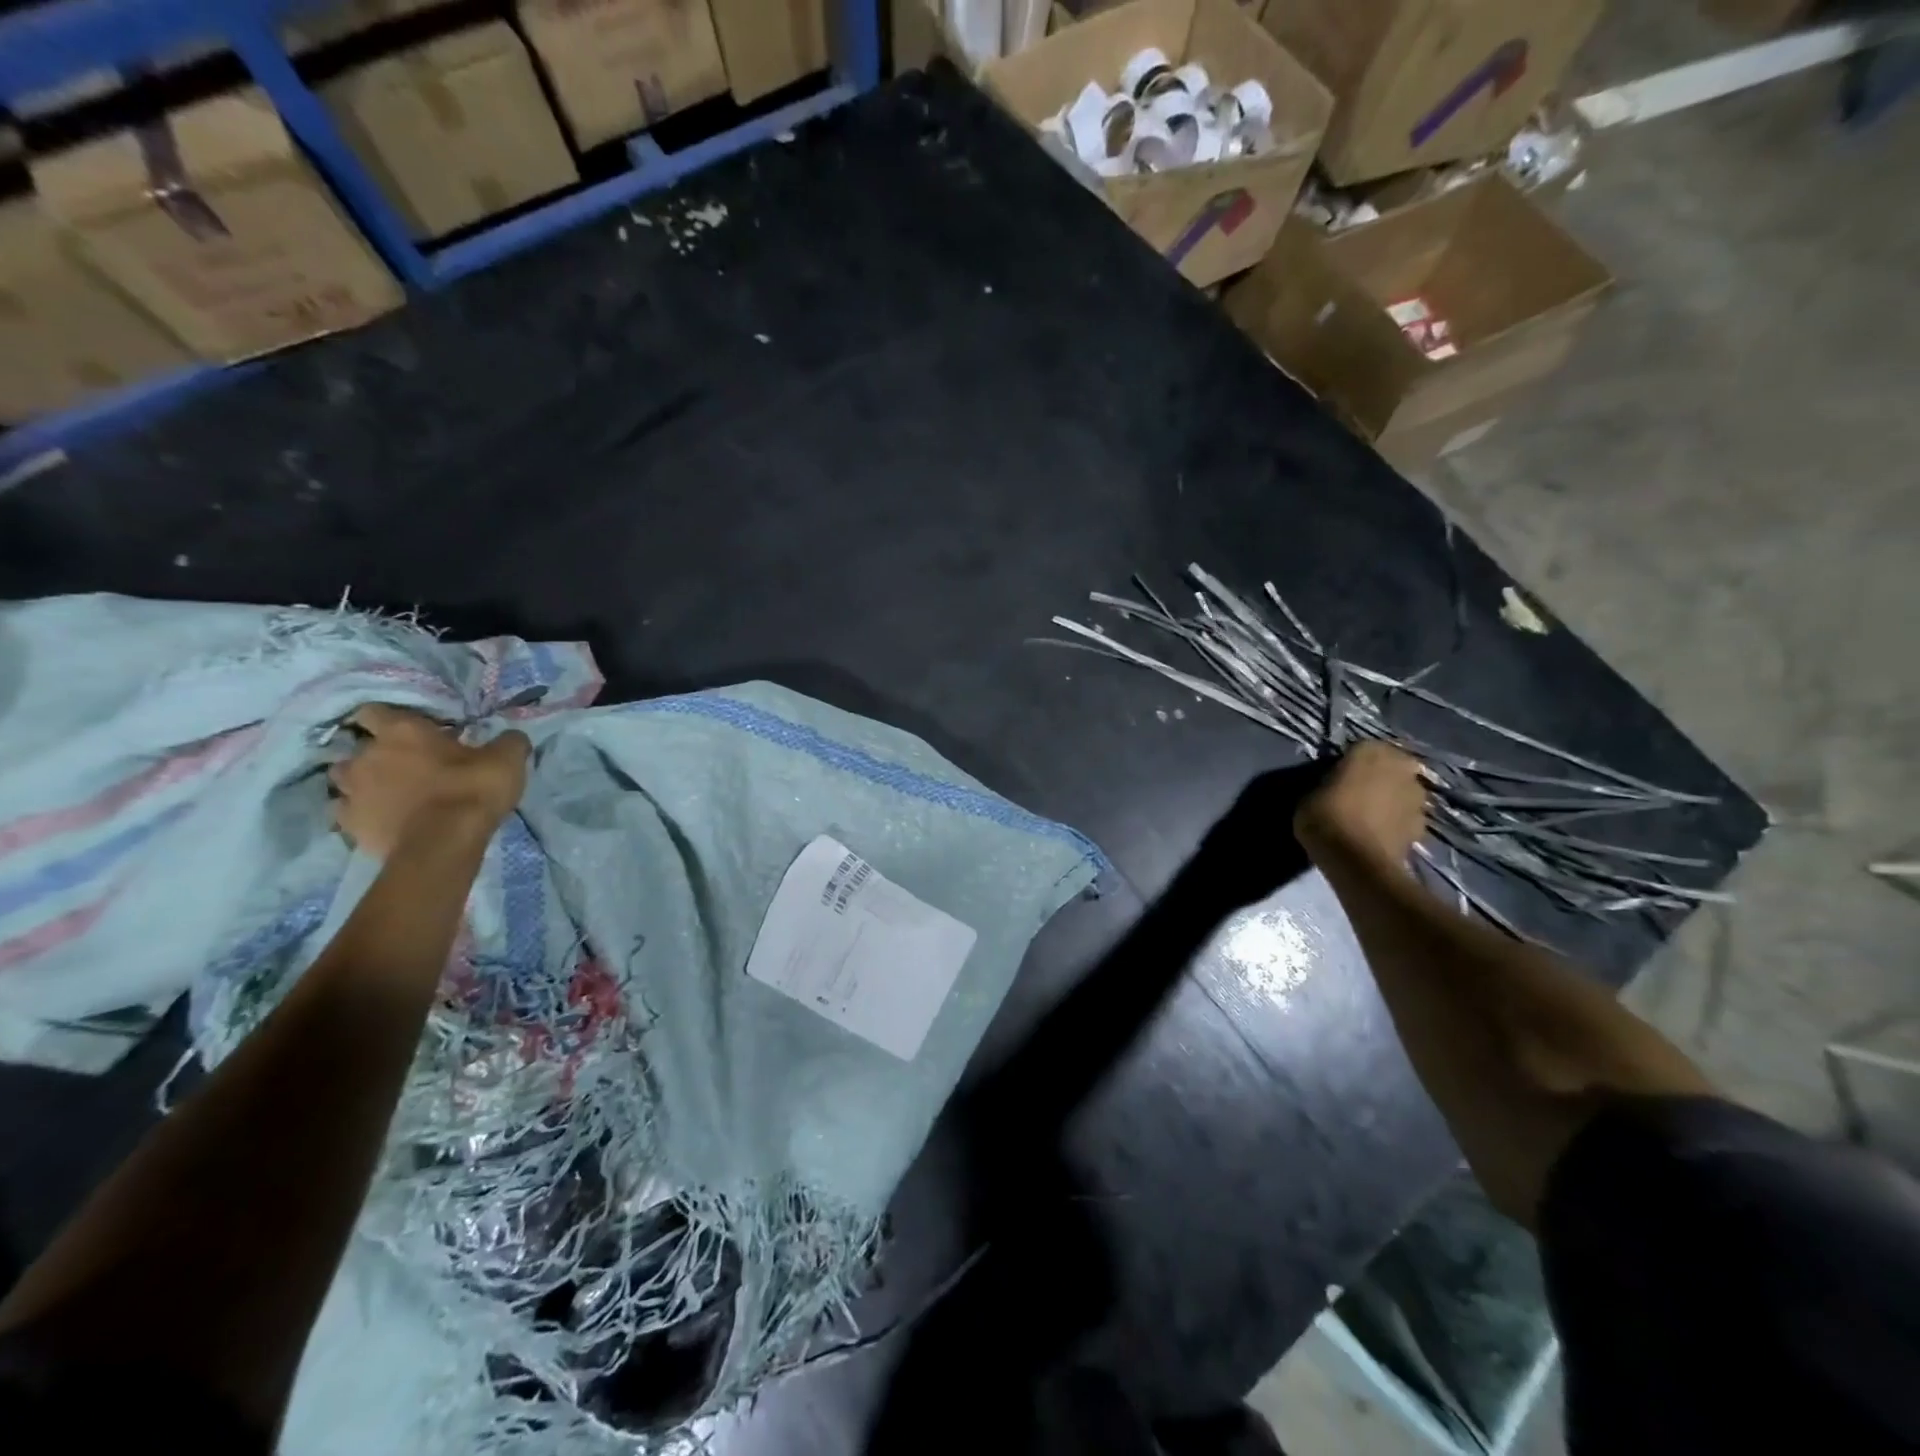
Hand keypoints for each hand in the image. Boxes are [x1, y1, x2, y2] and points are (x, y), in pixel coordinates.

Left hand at [329, 705, 528, 858]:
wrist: (443, 844)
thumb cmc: (472, 791)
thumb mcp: (507, 760)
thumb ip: (507, 742)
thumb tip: (511, 737)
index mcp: (402, 731)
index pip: (374, 711)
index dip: (389, 719)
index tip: (408, 730)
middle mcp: (367, 755)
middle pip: (357, 748)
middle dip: (376, 754)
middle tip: (405, 765)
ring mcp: (351, 791)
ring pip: (344, 779)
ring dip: (363, 782)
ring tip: (388, 793)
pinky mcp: (349, 824)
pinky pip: (348, 812)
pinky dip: (363, 813)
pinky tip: (384, 819)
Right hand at [1294, 741, 1426, 868]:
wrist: (1357, 861)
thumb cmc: (1326, 818)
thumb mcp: (1309, 795)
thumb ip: (1327, 784)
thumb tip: (1334, 787)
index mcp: (1370, 751)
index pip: (1362, 747)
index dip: (1351, 762)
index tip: (1339, 776)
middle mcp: (1400, 767)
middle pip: (1391, 767)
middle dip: (1380, 777)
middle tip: (1359, 793)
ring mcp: (1417, 796)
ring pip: (1403, 791)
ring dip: (1392, 799)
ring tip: (1371, 816)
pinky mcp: (1424, 825)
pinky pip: (1408, 817)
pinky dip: (1397, 822)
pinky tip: (1380, 834)